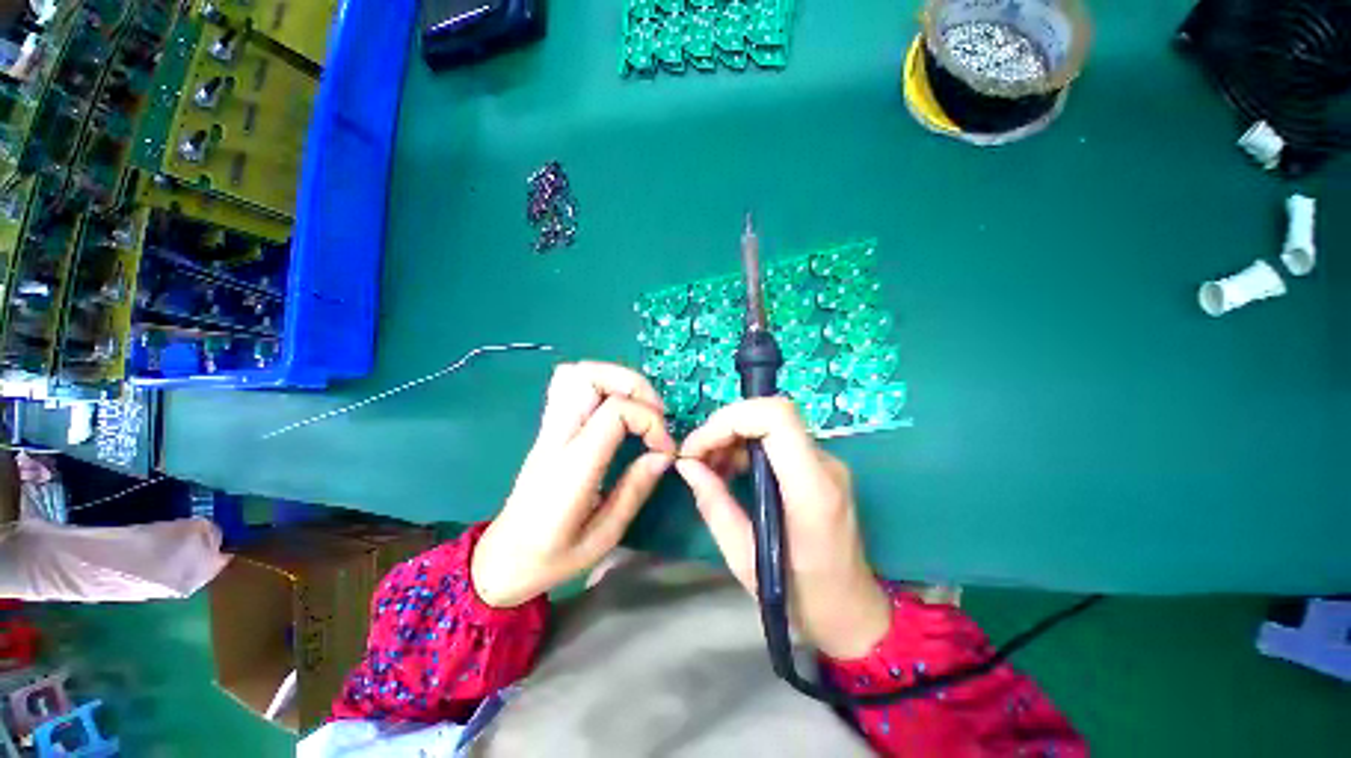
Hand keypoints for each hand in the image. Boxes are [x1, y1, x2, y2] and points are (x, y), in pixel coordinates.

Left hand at [472, 362, 676, 607]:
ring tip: (638, 406)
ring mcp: (548, 428)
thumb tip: (664, 455)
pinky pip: (568, 384)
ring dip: (616, 379)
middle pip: (588, 376)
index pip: (614, 412)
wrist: (502, 559)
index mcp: (572, 467)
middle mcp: (556, 437)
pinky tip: (616, 406)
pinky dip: (599, 383)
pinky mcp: (547, 427)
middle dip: (633, 385)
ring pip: (576, 373)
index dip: (649, 419)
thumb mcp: (603, 536)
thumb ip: (635, 490)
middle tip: (655, 413)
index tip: (664, 447)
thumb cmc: (552, 556)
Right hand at [677, 398, 890, 659]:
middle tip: (696, 457)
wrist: (852, 612)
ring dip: (732, 434)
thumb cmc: (801, 597)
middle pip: (772, 414)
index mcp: (811, 490)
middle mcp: (824, 465)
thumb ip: (714, 504)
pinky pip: (777, 439)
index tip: (698, 447)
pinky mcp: (818, 467)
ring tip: (707, 466)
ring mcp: (826, 463)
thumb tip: (687, 465)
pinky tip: (729, 470)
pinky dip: (745, 445)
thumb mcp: (745, 558)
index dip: (731, 419)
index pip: (777, 418)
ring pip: (772, 422)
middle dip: (725, 426)